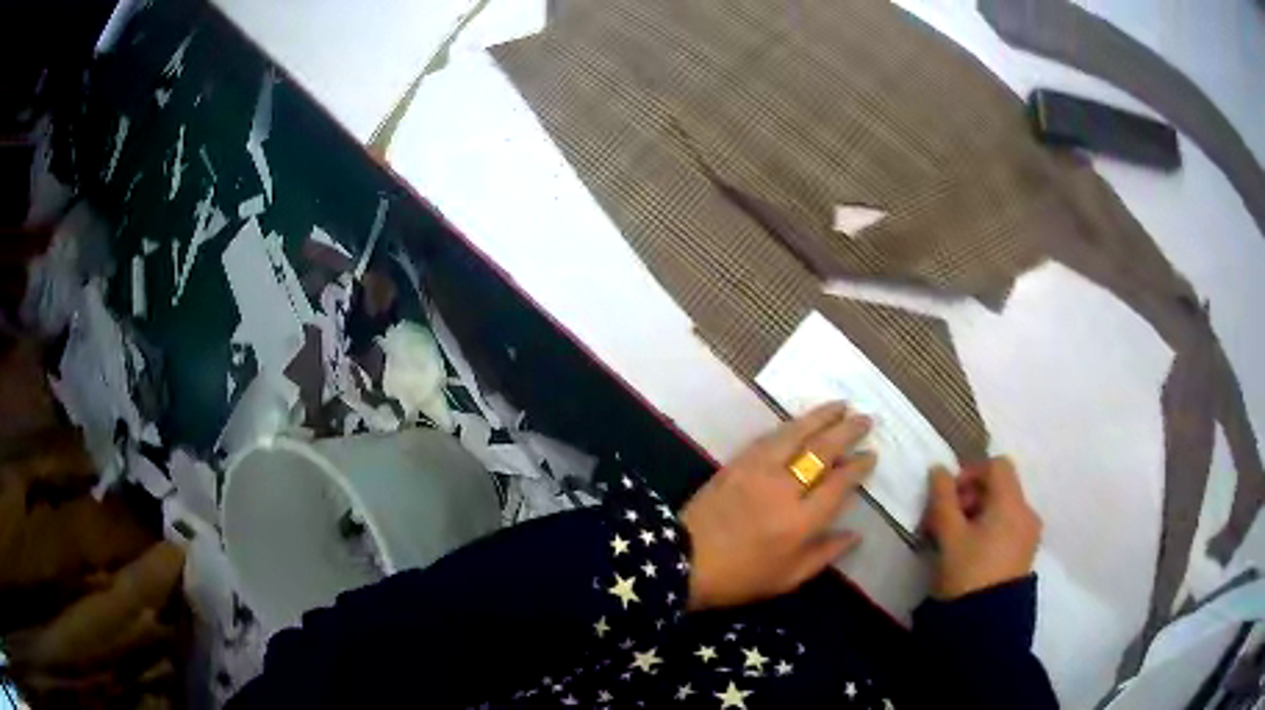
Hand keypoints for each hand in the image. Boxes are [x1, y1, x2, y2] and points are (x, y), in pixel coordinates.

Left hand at [681, 402, 874, 610]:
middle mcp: (784, 488)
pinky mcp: (737, 462)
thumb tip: (856, 534)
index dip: (858, 467)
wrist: (682, 560)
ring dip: (821, 417)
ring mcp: (758, 471)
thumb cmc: (740, 577)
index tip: (871, 455)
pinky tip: (801, 421)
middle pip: (822, 451)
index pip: (839, 484)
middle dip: (847, 431)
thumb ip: (824, 554)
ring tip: (841, 405)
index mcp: (800, 521)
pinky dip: (789, 426)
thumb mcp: (787, 578)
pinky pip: (769, 437)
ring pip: (796, 434)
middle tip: (865, 419)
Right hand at [923, 457, 1041, 599]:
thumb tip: (938, 469)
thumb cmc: (967, 573)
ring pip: (1003, 509)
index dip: (970, 472)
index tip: (948, 496)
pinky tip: (969, 554)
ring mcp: (1029, 535)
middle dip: (970, 496)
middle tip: (944, 521)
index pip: (997, 465)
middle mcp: (1027, 512)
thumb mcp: (949, 535)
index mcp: (1012, 502)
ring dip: (977, 515)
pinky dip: (989, 530)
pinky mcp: (1025, 555)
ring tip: (953, 541)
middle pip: (1000, 487)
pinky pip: (1008, 528)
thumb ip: (942, 498)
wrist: (985, 626)